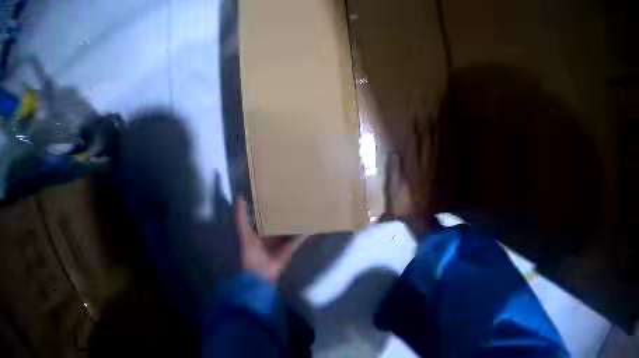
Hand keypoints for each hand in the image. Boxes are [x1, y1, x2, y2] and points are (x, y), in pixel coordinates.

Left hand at [235, 198, 308, 283]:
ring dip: (294, 223)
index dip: (267, 206)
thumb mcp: (244, 232)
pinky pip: (297, 241)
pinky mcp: (289, 250)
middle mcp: (269, 236)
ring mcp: (280, 244)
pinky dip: (304, 235)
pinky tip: (311, 227)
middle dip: (283, 214)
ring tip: (304, 210)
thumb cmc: (251, 252)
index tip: (274, 194)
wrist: (261, 272)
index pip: (262, 216)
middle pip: (277, 223)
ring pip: (288, 230)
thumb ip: (241, 217)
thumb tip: (240, 197)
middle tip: (292, 199)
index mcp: (257, 232)